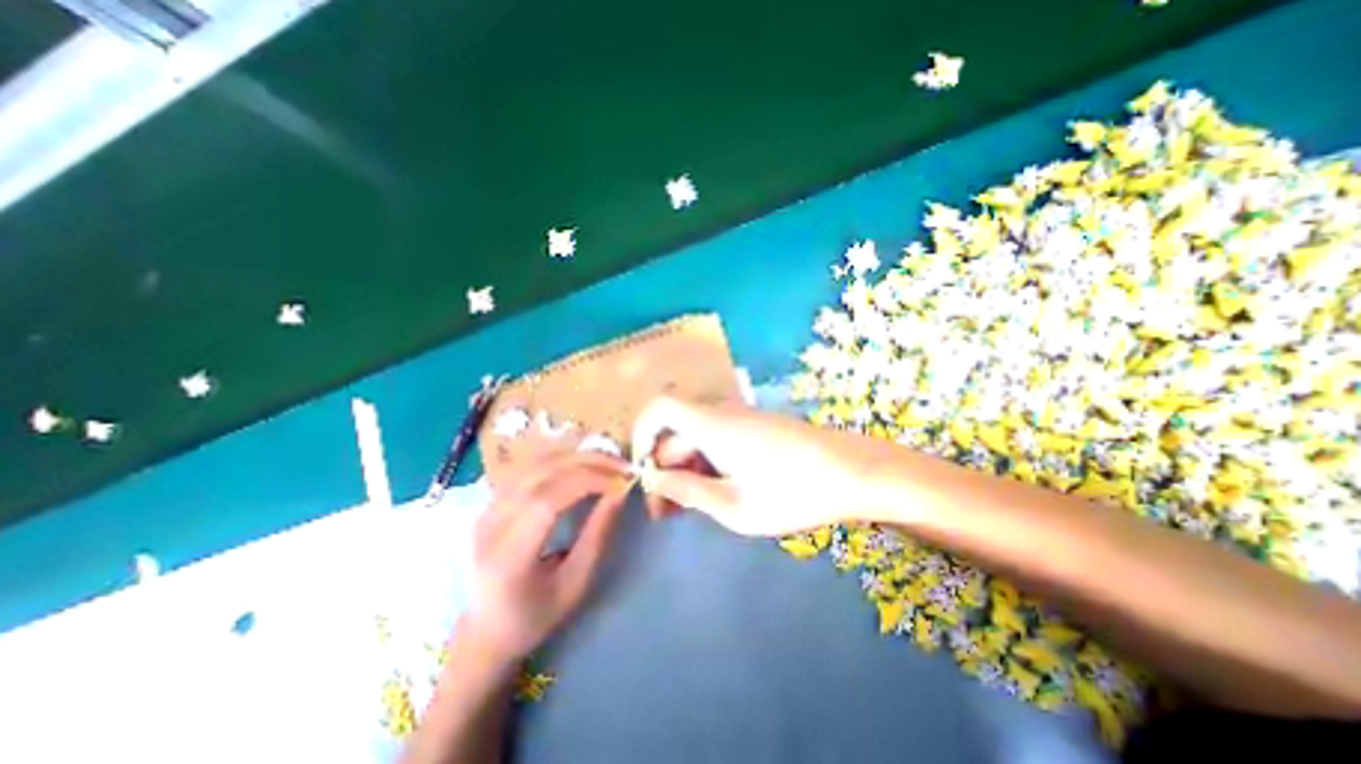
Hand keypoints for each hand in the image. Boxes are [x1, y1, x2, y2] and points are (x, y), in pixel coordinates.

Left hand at [457, 452, 626, 661]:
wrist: (485, 630)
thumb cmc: (534, 617)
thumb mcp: (575, 584)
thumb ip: (598, 535)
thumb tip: (620, 492)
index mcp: (506, 557)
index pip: (547, 500)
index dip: (588, 481)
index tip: (622, 481)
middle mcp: (489, 524)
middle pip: (541, 473)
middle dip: (588, 462)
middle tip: (622, 466)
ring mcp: (485, 508)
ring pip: (535, 462)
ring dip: (576, 455)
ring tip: (608, 461)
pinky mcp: (490, 500)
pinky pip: (530, 466)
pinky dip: (561, 458)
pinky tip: (583, 462)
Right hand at [631, 396, 895, 533]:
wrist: (853, 472)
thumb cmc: (793, 493)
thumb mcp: (734, 505)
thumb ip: (687, 491)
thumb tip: (652, 479)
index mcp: (711, 425)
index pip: (659, 408)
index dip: (642, 435)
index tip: (644, 474)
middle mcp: (721, 413)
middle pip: (676, 432)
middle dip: (665, 469)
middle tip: (667, 513)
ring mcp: (740, 419)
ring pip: (696, 439)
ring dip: (686, 470)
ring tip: (691, 510)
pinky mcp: (755, 428)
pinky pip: (717, 440)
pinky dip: (707, 464)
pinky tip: (717, 494)